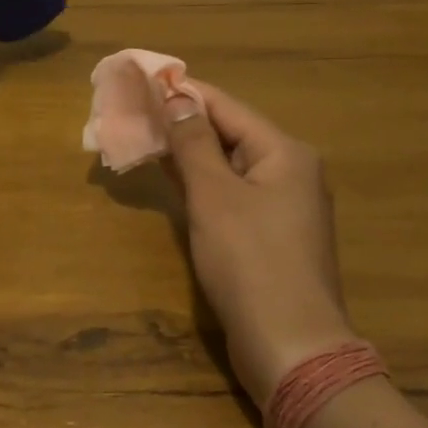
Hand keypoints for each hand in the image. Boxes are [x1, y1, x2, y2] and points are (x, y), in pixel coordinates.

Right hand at [163, 82, 356, 407]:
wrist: (290, 346)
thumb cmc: (250, 261)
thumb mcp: (214, 195)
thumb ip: (194, 143)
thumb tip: (178, 96)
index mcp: (284, 152)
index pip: (227, 107)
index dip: (185, 93)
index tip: (145, 81)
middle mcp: (290, 172)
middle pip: (230, 134)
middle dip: (184, 124)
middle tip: (137, 113)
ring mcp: (283, 207)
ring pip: (229, 167)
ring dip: (190, 155)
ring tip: (146, 140)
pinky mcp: (271, 237)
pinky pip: (233, 196)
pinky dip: (203, 186)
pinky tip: (173, 181)